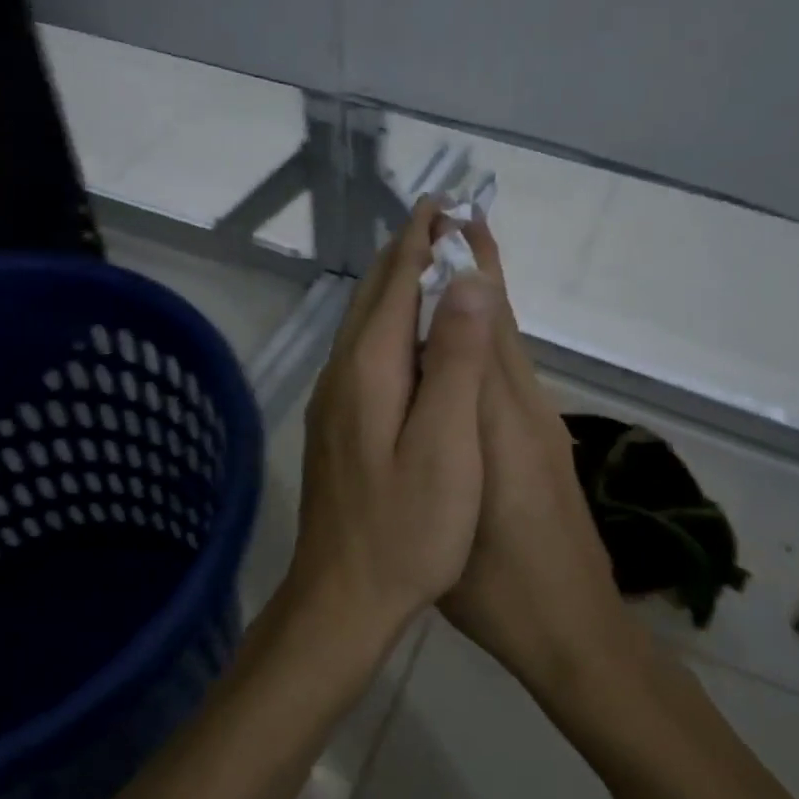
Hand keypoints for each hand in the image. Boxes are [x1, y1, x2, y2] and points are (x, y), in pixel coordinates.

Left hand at [285, 195, 498, 640]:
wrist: (343, 596)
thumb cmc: (406, 528)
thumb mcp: (446, 445)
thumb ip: (454, 360)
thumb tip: (464, 280)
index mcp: (369, 371)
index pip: (395, 285)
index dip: (420, 241)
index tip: (443, 203)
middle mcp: (342, 375)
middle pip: (373, 298)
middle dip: (406, 254)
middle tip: (439, 219)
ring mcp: (335, 403)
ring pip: (365, 326)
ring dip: (395, 288)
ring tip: (426, 264)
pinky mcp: (338, 428)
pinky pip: (365, 355)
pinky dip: (389, 327)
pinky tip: (406, 338)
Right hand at [439, 217, 627, 692]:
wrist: (571, 629)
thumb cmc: (501, 582)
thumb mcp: (464, 510)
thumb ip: (454, 425)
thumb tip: (445, 350)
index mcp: (501, 420)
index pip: (483, 327)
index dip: (464, 273)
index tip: (446, 222)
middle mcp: (525, 409)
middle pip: (502, 325)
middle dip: (479, 268)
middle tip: (454, 215)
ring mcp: (538, 427)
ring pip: (508, 346)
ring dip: (487, 297)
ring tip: (460, 257)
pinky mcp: (540, 446)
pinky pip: (509, 374)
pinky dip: (491, 337)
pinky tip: (470, 338)